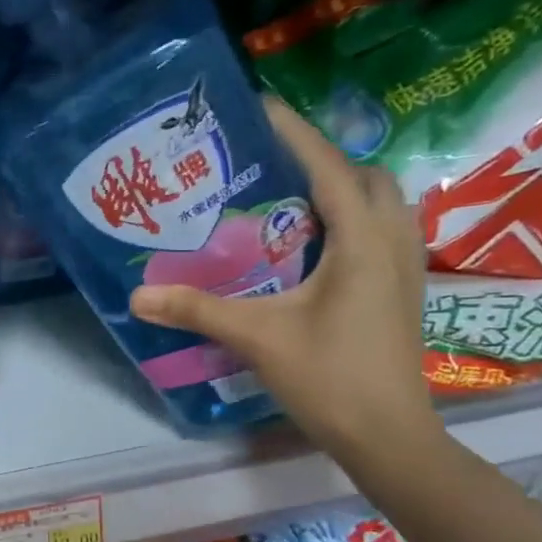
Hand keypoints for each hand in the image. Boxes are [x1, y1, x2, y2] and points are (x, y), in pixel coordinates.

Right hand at [128, 97, 437, 461]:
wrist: (387, 435)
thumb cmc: (329, 377)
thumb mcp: (257, 337)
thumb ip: (197, 310)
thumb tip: (137, 295)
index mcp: (361, 240)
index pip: (329, 167)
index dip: (294, 132)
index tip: (259, 106)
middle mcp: (392, 241)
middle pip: (365, 176)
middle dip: (320, 159)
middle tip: (268, 165)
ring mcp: (405, 267)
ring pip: (381, 203)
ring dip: (341, 189)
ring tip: (289, 198)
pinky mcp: (402, 291)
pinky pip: (381, 231)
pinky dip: (350, 220)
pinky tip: (313, 245)